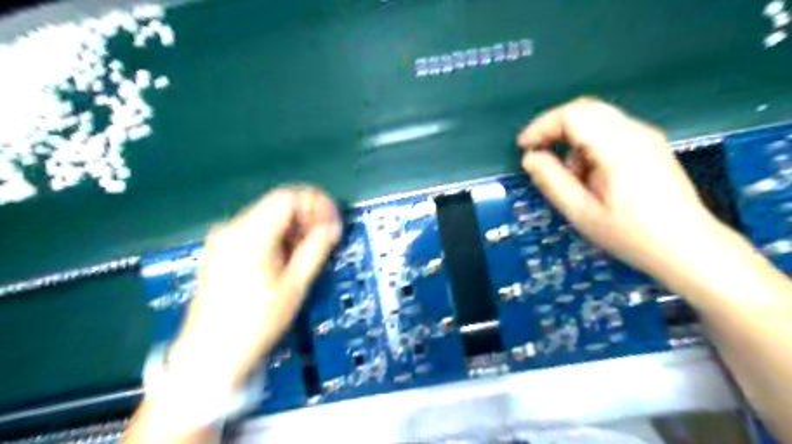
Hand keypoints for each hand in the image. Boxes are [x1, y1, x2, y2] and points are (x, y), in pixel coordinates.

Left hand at [169, 186, 340, 389]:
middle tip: (326, 239)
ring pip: (268, 217)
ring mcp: (223, 239)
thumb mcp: (294, 284)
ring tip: (308, 252)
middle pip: (277, 205)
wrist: (210, 354)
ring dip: (293, 228)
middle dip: (307, 217)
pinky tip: (287, 259)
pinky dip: (278, 237)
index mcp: (249, 234)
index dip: (316, 204)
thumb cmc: (256, 322)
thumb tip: (332, 226)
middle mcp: (232, 228)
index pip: (288, 198)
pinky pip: (256, 231)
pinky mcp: (221, 251)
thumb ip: (316, 248)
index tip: (333, 223)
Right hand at [517, 96, 726, 280]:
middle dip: (554, 128)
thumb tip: (530, 157)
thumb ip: (552, 181)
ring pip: (597, 119)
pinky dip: (589, 145)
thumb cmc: (631, 235)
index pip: (573, 115)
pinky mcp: (651, 146)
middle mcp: (635, 132)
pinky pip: (611, 131)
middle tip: (538, 154)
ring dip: (573, 139)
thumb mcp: (581, 212)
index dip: (542, 126)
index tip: (523, 147)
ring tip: (571, 177)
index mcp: (618, 147)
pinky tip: (591, 175)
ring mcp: (647, 137)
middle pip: (585, 109)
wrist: (689, 248)